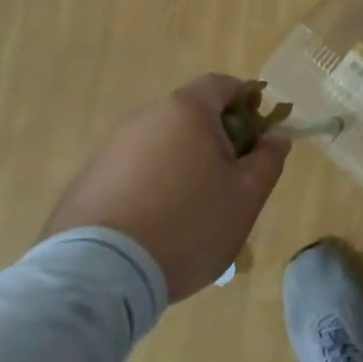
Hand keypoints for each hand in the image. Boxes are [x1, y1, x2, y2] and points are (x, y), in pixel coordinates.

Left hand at [42, 74, 289, 301]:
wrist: (99, 276)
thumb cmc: (188, 224)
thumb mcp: (246, 196)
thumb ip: (268, 159)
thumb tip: (276, 136)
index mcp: (186, 110)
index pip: (222, 84)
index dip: (246, 101)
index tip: (258, 134)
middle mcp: (145, 117)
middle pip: (190, 114)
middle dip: (215, 137)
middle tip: (230, 177)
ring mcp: (110, 149)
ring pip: (161, 144)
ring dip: (181, 163)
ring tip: (191, 209)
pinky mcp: (86, 181)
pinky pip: (132, 171)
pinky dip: (150, 185)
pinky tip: (156, 224)